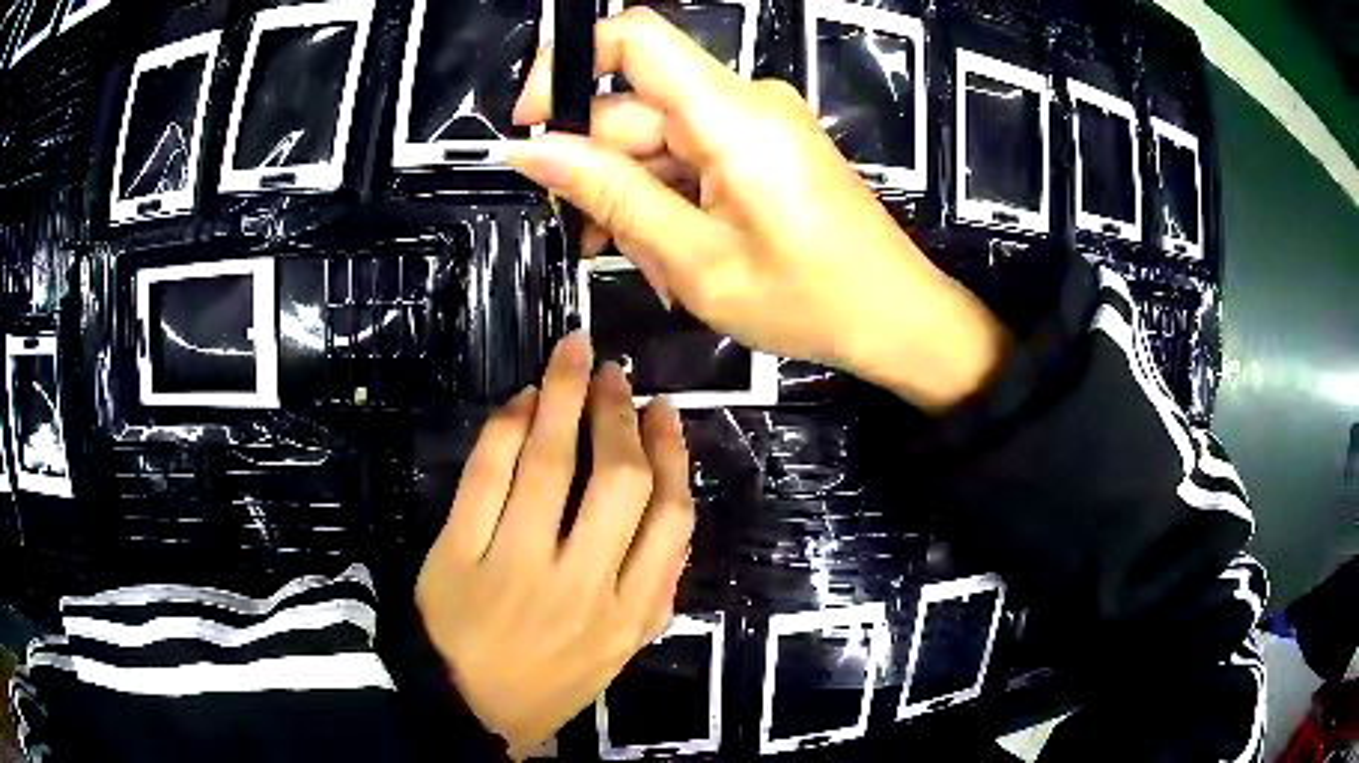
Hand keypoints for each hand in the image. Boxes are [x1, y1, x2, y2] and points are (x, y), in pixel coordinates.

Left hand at [415, 331, 694, 756]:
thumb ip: (655, 592)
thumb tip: (676, 515)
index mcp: (630, 614)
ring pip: (548, 464)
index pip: (671, 519)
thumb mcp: (619, 652)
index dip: (671, 453)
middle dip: (619, 414)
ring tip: (571, 357)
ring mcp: (517, 569)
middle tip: (613, 374)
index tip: (663, 410)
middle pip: (616, 481)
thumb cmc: (546, 684)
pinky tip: (520, 401)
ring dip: (563, 396)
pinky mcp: (460, 556)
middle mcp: (582, 587)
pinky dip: (505, 428)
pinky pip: (485, 477)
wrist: (463, 712)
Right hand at [508, 8, 1010, 409]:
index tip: (532, 128)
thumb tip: (532, 151)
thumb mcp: (698, 260)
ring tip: (653, 266)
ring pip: (658, 140)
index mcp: (732, 114)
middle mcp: (744, 101)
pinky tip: (676, 252)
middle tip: (603, 245)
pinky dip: (670, 198)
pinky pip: (692, 155)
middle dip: (604, 173)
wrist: (898, 318)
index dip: (568, 64)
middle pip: (636, 107)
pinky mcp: (765, 147)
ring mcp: (757, 123)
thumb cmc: (811, 301)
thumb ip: (612, 195)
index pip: (634, 36)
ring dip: (637, 198)